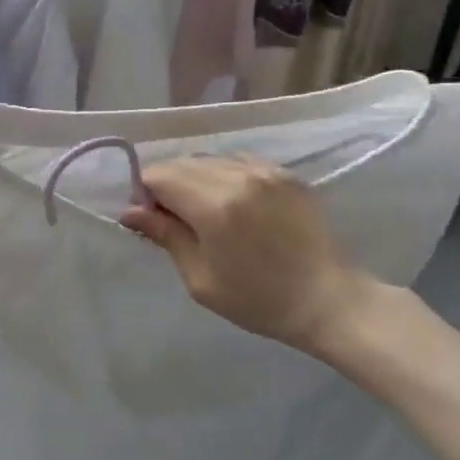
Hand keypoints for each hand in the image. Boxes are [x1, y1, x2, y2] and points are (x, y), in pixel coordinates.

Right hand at [121, 156, 370, 359]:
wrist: (329, 300)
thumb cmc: (258, 300)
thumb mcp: (200, 278)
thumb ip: (165, 236)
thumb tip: (130, 211)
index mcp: (214, 206)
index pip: (158, 175)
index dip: (145, 194)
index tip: (151, 220)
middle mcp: (238, 176)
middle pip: (181, 163)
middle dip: (167, 185)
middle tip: (174, 219)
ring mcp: (265, 171)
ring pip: (208, 159)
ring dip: (195, 179)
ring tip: (205, 212)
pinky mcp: (285, 173)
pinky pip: (238, 161)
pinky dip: (223, 175)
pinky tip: (233, 203)